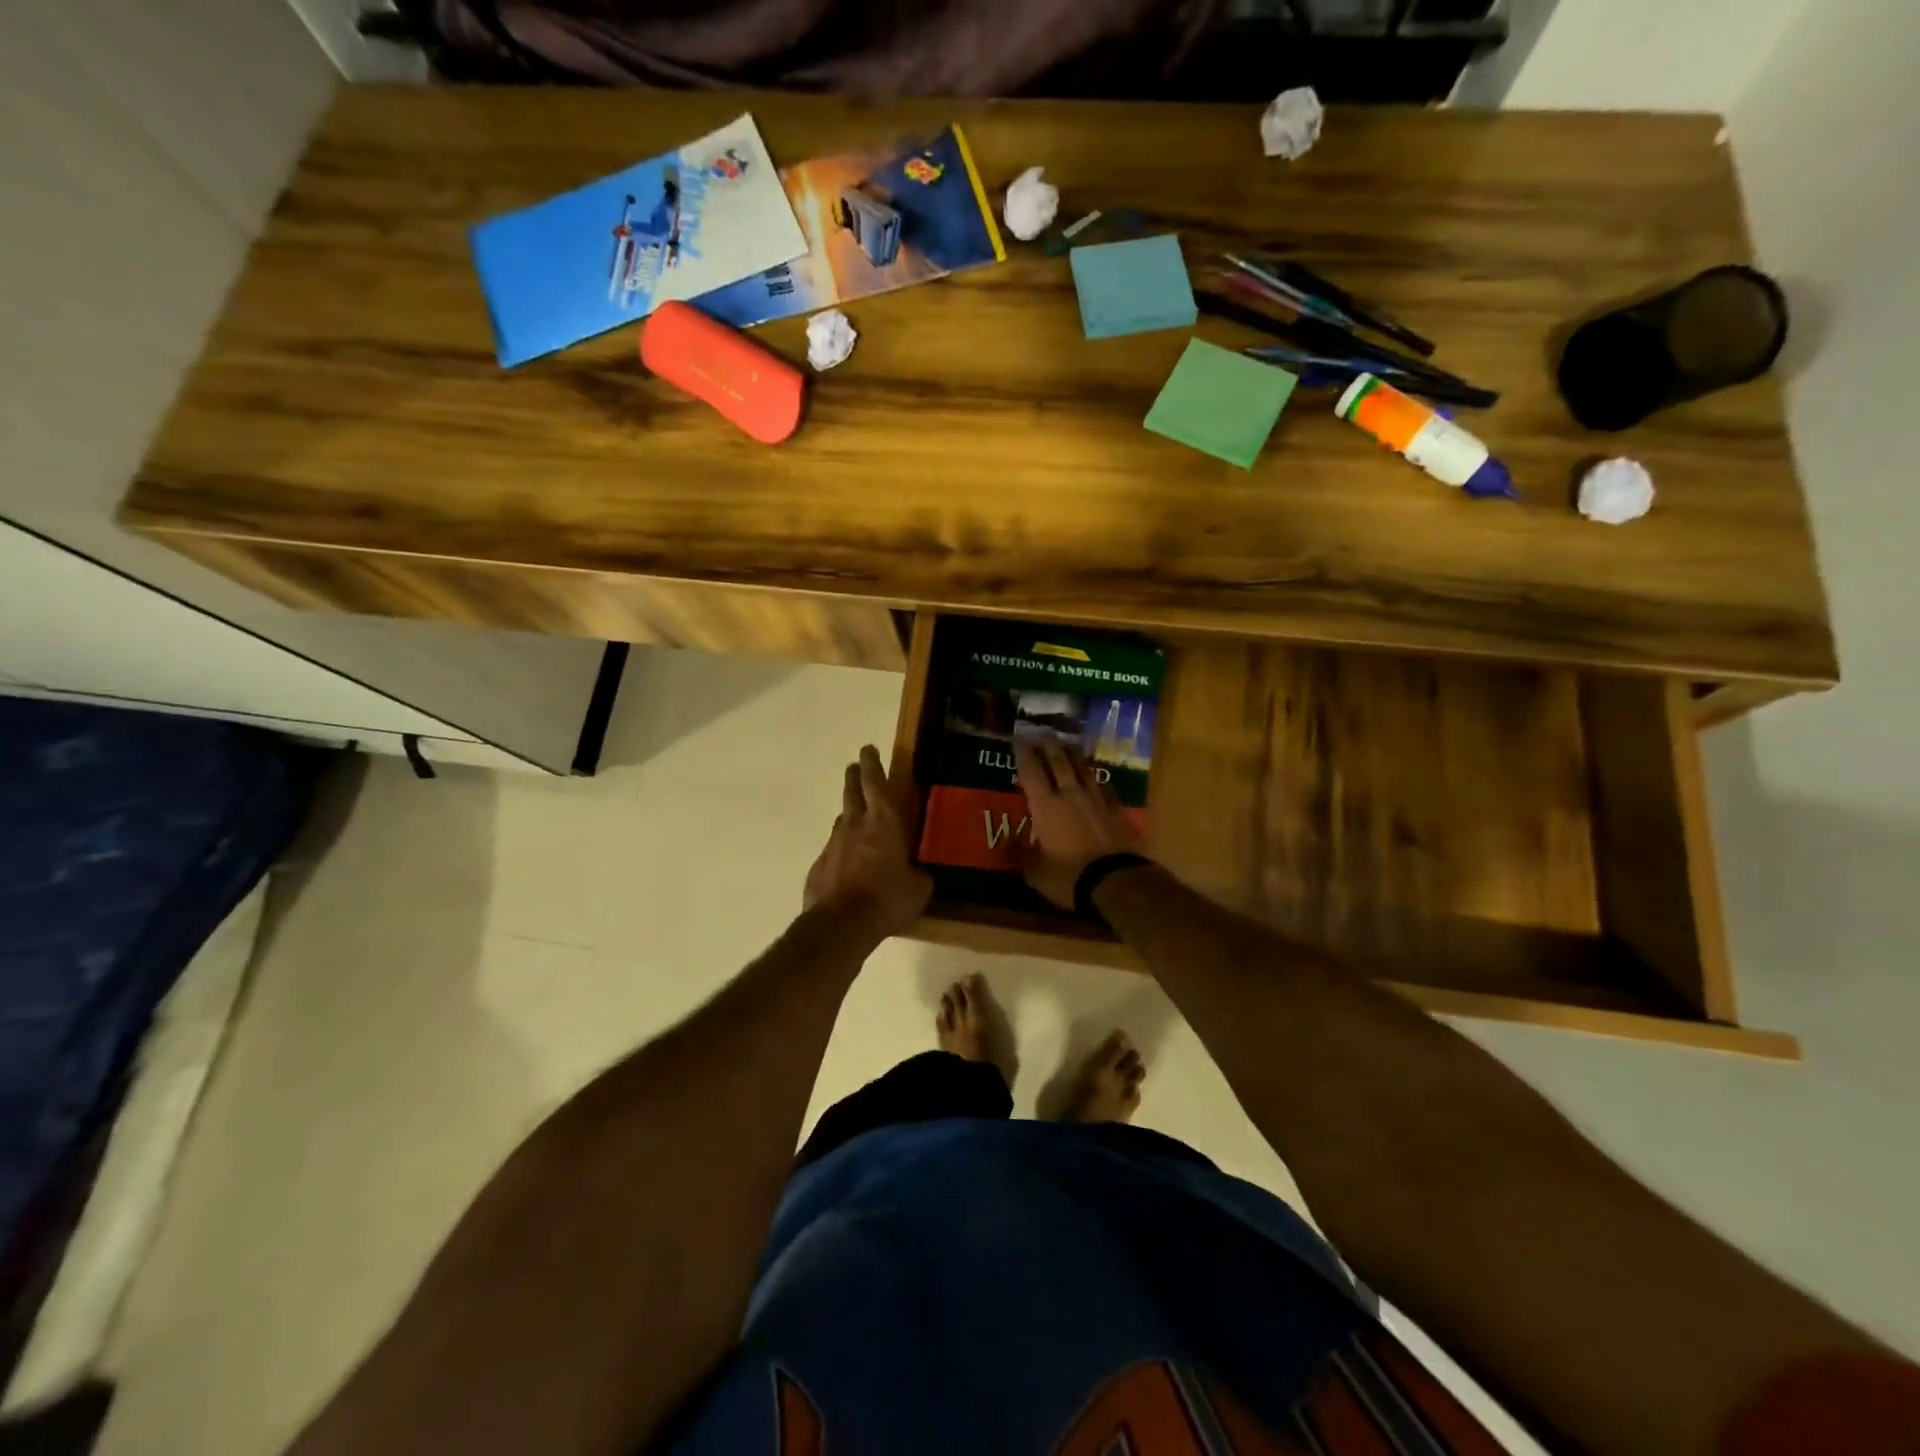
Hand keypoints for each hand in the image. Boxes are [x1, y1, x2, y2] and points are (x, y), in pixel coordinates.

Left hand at [804, 745, 932, 940]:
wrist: (841, 925)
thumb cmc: (887, 899)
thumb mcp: (918, 889)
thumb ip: (919, 875)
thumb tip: (919, 875)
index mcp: (884, 822)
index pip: (875, 781)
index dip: (872, 763)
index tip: (868, 749)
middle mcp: (855, 824)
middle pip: (851, 790)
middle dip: (854, 776)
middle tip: (856, 768)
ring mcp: (833, 844)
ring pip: (841, 820)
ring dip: (849, 815)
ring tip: (857, 820)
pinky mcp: (818, 865)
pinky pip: (833, 850)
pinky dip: (841, 851)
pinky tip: (848, 865)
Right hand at [1016, 741, 1148, 909]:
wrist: (1118, 881)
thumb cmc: (1069, 876)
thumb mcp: (1036, 872)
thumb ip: (1020, 854)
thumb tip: (1006, 843)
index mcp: (1046, 806)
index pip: (1031, 772)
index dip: (1024, 754)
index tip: (1019, 740)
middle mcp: (1071, 795)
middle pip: (1059, 762)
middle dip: (1050, 746)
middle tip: (1044, 733)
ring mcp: (1098, 800)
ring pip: (1084, 769)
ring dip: (1075, 756)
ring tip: (1069, 745)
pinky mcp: (1118, 811)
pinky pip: (1105, 788)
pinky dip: (1097, 780)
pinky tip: (1097, 779)